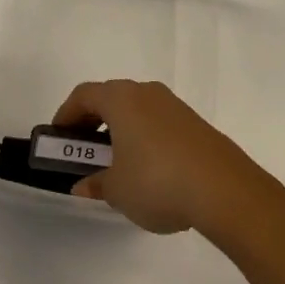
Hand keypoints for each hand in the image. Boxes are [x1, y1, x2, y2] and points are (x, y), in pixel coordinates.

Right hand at [54, 80, 279, 236]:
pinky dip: (144, 138)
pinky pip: (158, 123)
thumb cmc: (157, 181)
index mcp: (121, 99)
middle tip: (84, 151)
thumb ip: (96, 184)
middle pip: (110, 99)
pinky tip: (149, 172)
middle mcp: (147, 93)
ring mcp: (175, 106)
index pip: (83, 95)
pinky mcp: (196, 124)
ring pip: (137, 111)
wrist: (225, 190)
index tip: (58, 138)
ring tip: (116, 165)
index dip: (66, 114)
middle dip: (93, 123)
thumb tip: (84, 185)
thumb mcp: (117, 189)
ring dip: (120, 131)